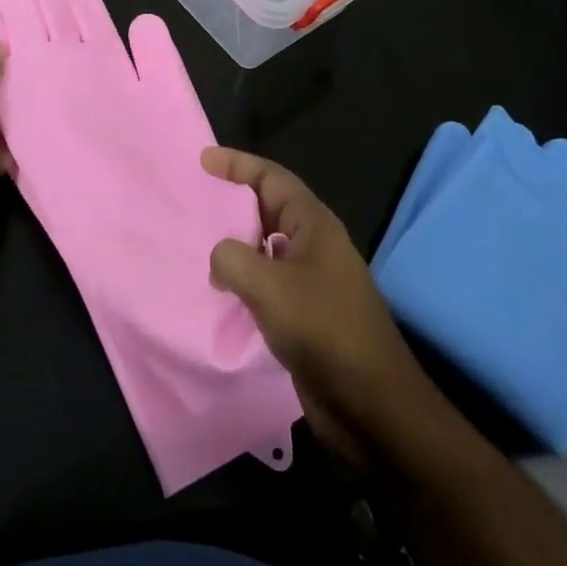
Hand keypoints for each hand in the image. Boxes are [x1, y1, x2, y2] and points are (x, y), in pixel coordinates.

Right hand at [205, 147, 437, 468]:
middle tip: (195, 202)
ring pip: (265, 247)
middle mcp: (313, 246)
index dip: (238, 164)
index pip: (272, 178)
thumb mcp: (270, 287)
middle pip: (268, 208)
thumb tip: (219, 257)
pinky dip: (242, 279)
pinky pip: (266, 282)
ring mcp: (311, 281)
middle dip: (233, 202)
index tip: (203, 160)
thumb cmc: (324, 330)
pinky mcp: (304, 314)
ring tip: (198, 245)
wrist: (371, 405)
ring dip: (235, 243)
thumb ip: (233, 259)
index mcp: (313, 225)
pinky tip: (219, 291)